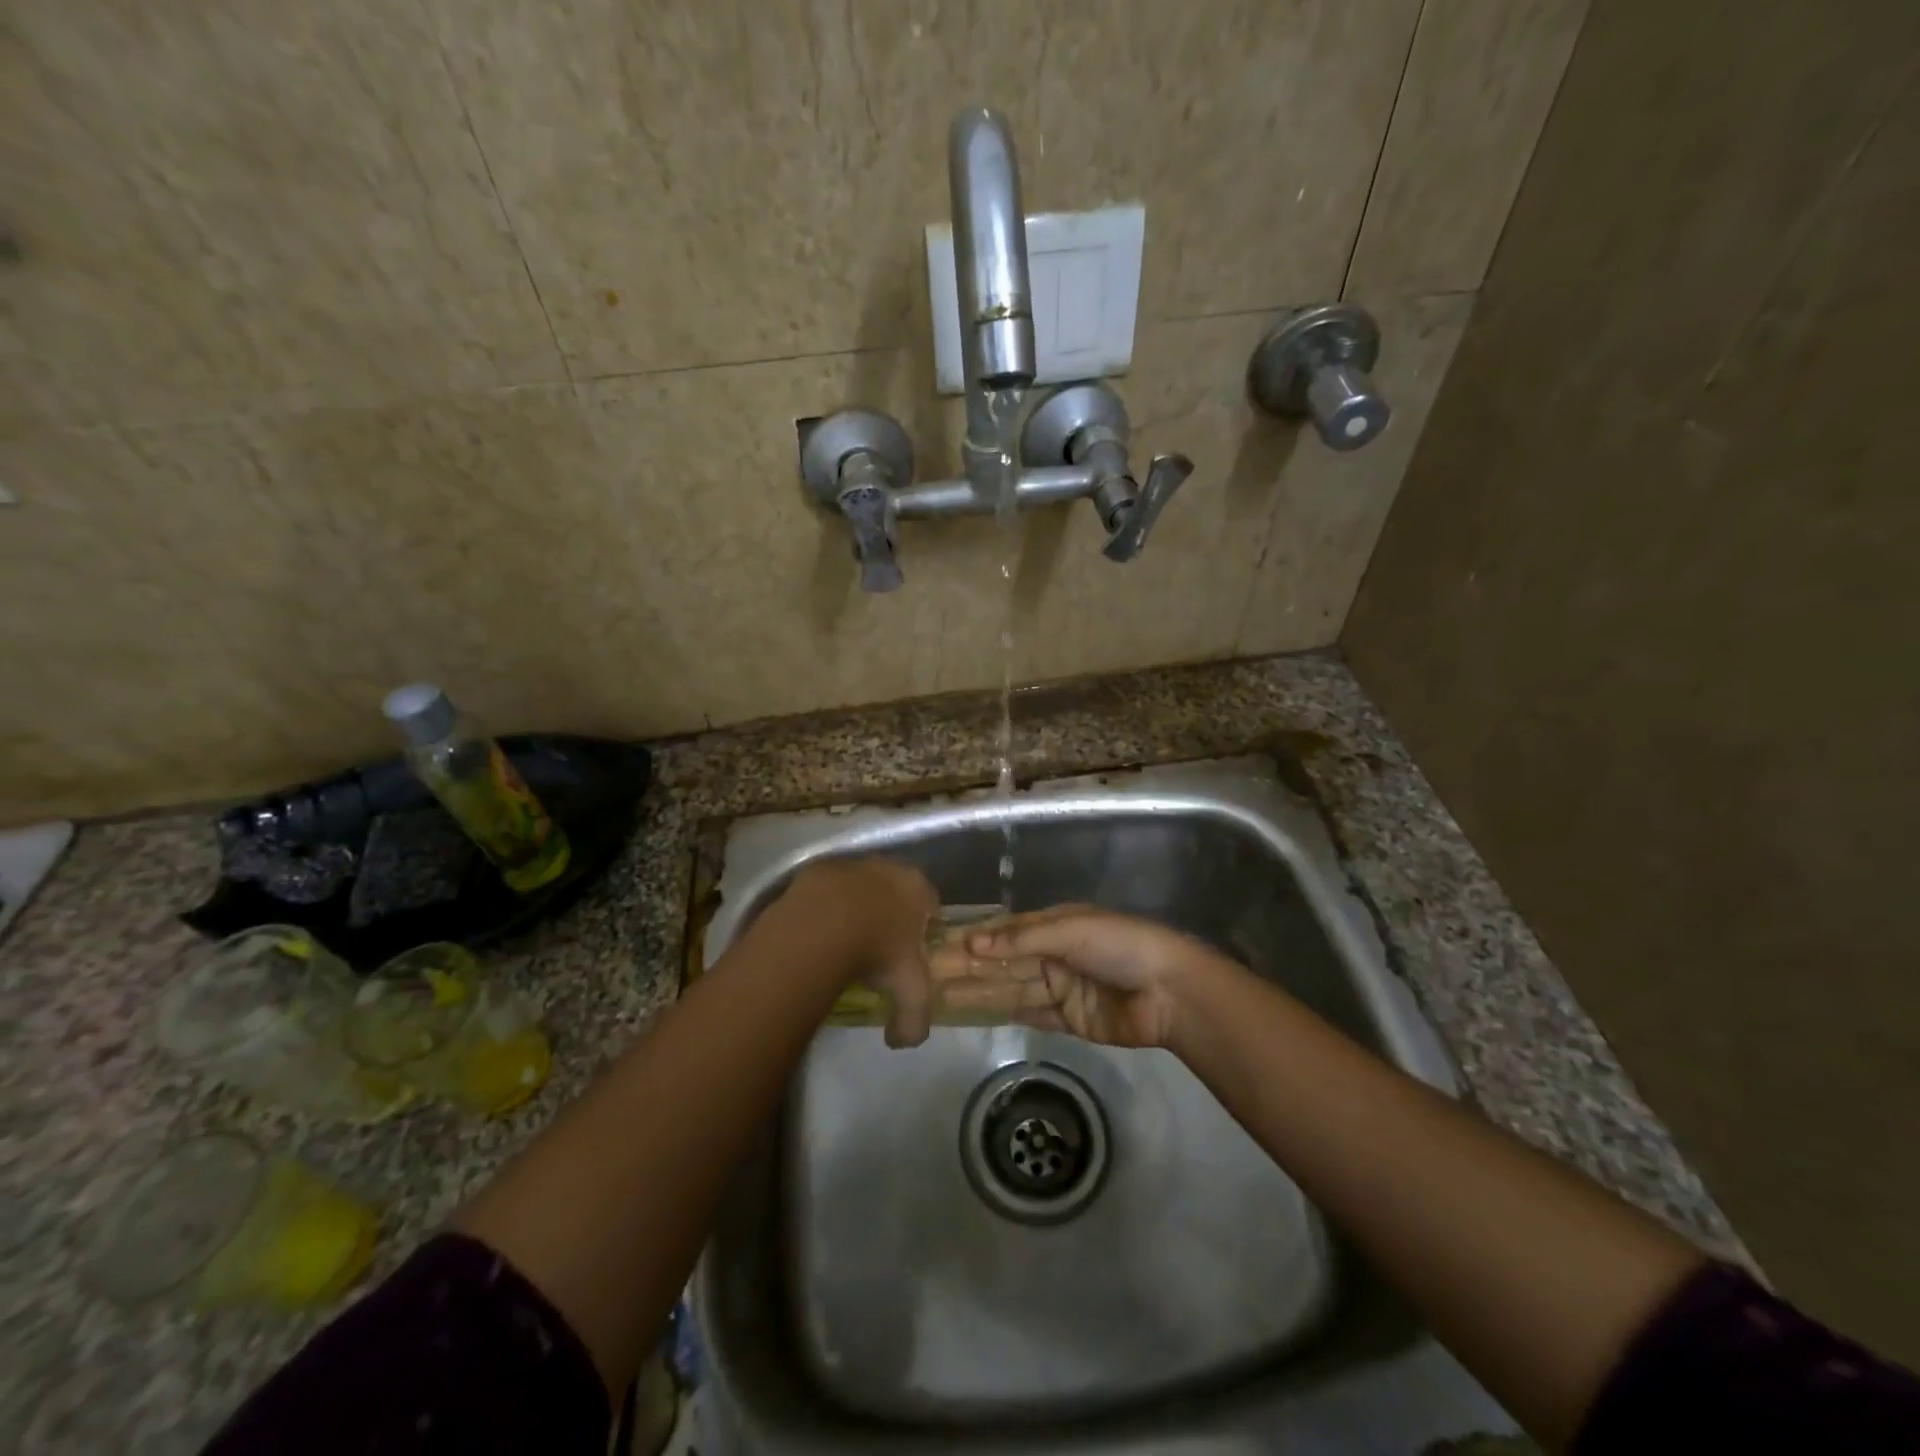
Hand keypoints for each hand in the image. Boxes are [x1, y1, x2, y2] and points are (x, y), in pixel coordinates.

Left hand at [776, 858, 938, 1047]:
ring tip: (843, 940)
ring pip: (859, 887)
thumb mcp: (908, 992)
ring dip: (855, 907)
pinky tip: (818, 932)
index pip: (931, 904)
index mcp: (917, 888)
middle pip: (894, 890)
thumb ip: (914, 1021)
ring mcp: (850, 864)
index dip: (923, 928)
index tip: (911, 952)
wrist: (822, 925)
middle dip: (889, 914)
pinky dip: (825, 908)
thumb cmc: (877, 952)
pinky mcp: (817, 869)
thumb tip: (902, 1041)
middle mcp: (888, 867)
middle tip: (878, 947)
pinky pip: (826, 891)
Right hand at [930, 904, 1221, 1048]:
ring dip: (976, 992)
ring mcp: (1059, 988)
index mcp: (1054, 925)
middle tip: (925, 975)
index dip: (972, 939)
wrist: (1170, 993)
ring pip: (1008, 989)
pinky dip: (1000, 1014)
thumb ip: (1021, 939)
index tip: (936, 945)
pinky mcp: (1067, 1020)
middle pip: (1002, 962)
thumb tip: (972, 944)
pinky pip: (1027, 1014)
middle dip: (967, 968)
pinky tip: (970, 1014)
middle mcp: (1052, 954)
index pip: (1003, 932)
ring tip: (937, 996)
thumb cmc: (1120, 946)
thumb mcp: (1070, 931)